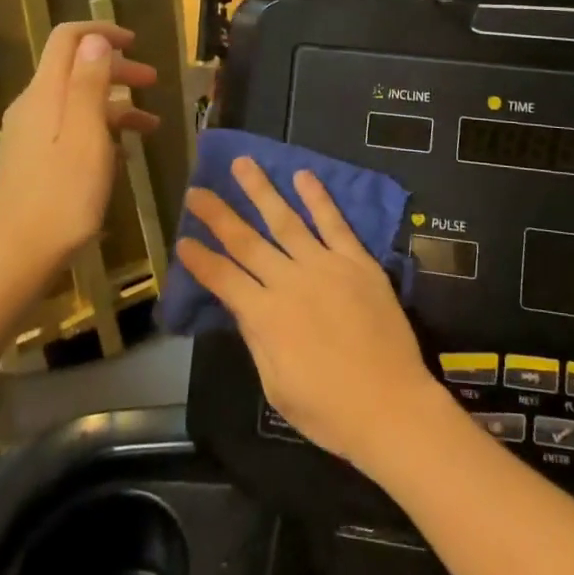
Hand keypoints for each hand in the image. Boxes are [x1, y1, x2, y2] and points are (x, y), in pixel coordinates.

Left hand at [0, 22, 158, 274]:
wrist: (17, 256)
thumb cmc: (63, 194)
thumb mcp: (87, 134)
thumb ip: (90, 83)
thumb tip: (95, 40)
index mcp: (45, 93)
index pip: (68, 39)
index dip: (101, 33)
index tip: (136, 44)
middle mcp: (34, 106)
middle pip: (76, 68)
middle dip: (117, 69)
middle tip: (153, 83)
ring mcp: (31, 134)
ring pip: (77, 101)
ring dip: (115, 105)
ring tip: (150, 127)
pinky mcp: (34, 159)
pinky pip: (71, 128)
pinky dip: (100, 130)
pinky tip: (123, 156)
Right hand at [175, 158, 445, 474]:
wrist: (390, 406)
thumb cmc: (329, 410)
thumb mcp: (277, 386)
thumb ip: (258, 340)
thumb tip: (242, 306)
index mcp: (266, 317)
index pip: (223, 279)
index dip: (201, 260)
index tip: (183, 239)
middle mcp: (289, 282)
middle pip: (246, 241)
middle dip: (219, 214)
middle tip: (198, 189)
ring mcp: (325, 266)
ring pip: (286, 220)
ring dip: (262, 190)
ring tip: (244, 164)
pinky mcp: (356, 261)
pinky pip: (334, 223)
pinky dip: (318, 198)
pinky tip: (303, 175)